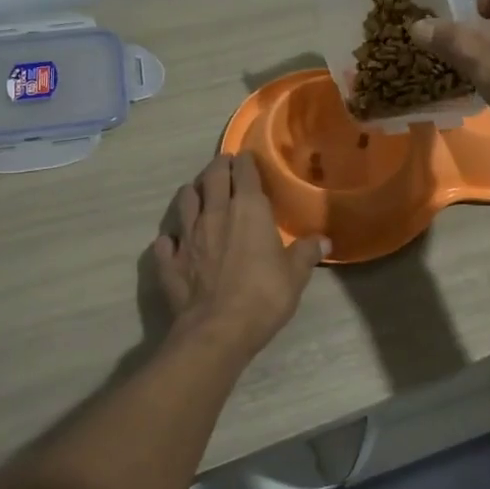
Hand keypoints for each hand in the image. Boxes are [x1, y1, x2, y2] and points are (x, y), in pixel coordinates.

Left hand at [151, 153, 326, 357]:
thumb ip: (306, 253)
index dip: (246, 162)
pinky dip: (171, 238)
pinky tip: (174, 242)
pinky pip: (165, 242)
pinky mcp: (169, 260)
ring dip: (193, 193)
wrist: (218, 329)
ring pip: (185, 199)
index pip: (244, 171)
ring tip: (199, 195)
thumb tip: (324, 240)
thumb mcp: (295, 275)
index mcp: (248, 209)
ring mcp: (187, 234)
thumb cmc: (264, 296)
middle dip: (219, 167)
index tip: (247, 159)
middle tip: (224, 166)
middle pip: (212, 176)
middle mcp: (214, 212)